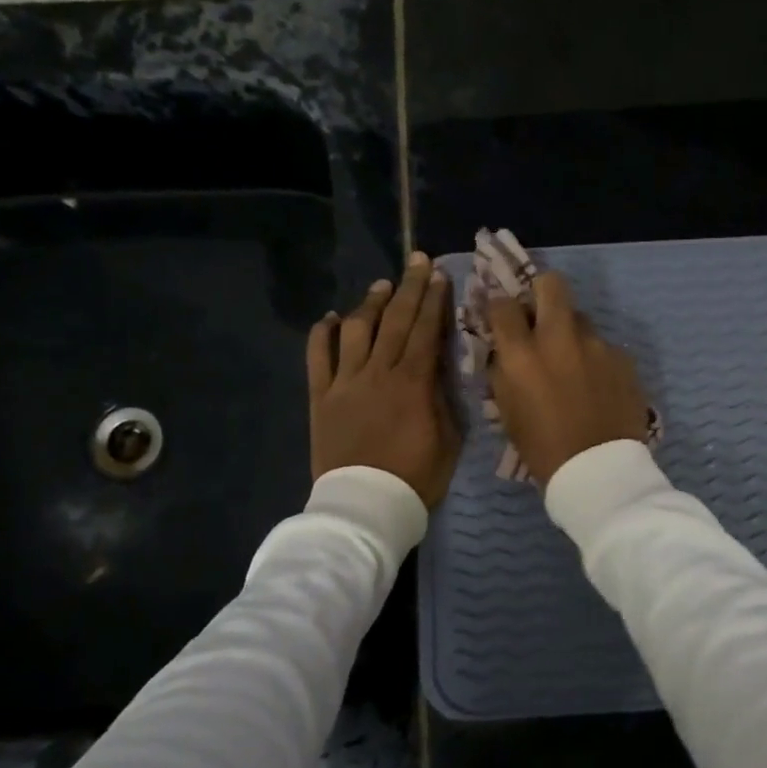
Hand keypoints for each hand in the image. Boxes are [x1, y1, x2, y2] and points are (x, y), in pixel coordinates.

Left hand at [307, 252, 460, 507]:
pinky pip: (318, 358)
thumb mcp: (448, 440)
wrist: (365, 506)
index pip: (425, 331)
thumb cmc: (415, 478)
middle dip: (408, 288)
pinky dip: (322, 334)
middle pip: (394, 321)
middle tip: (417, 261)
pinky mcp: (321, 397)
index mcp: (412, 383)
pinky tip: (330, 319)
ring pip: (356, 330)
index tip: (439, 275)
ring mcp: (345, 383)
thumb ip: (443, 399)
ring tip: (381, 285)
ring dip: (369, 304)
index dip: (433, 301)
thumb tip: (438, 368)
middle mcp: (377, 373)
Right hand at [487, 271, 650, 485]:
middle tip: (540, 314)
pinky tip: (597, 385)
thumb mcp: (508, 412)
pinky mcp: (623, 358)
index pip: (503, 305)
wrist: (599, 472)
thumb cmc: (543, 449)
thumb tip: (505, 350)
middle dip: (541, 292)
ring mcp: (596, 345)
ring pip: (580, 318)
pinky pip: (604, 346)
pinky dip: (595, 358)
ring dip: (571, 331)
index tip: (502, 316)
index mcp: (522, 354)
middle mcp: (559, 339)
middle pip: (551, 284)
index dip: (499, 307)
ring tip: (573, 362)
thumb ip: (504, 372)